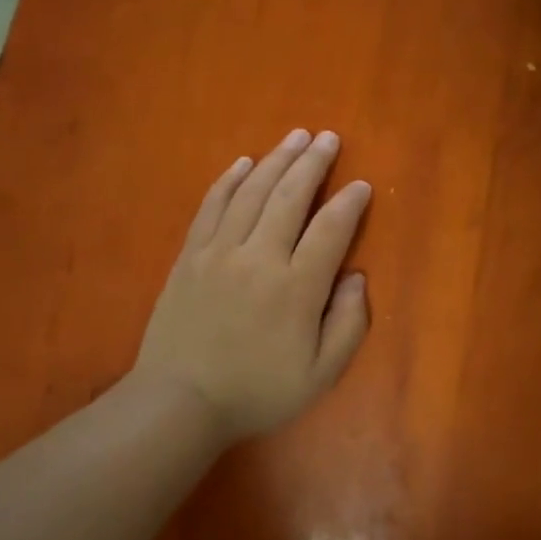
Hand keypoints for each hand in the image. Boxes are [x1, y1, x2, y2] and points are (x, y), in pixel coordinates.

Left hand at [134, 129, 371, 443]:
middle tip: (328, 138)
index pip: (331, 229)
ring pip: (252, 192)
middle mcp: (259, 257)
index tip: (361, 184)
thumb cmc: (257, 392)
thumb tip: (356, 277)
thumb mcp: (321, 374)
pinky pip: (212, 205)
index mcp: (296, 287)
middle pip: (290, 196)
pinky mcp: (190, 255)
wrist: (179, 403)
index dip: (350, 202)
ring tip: (296, 136)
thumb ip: (349, 324)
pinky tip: (244, 162)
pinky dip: (230, 179)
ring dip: (277, 159)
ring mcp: (219, 252)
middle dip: (313, 162)